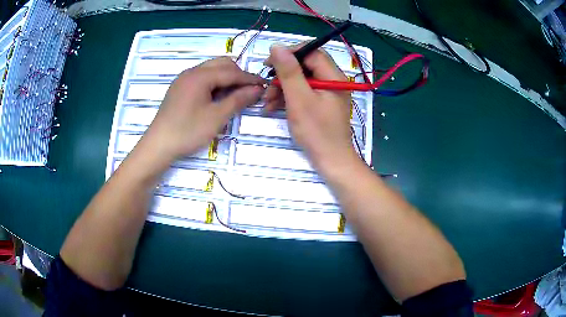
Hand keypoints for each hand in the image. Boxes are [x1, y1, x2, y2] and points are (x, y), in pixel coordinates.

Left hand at [143, 57, 264, 161]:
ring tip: (235, 94)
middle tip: (249, 91)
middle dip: (238, 75)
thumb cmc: (188, 131)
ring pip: (211, 70)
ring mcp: (183, 79)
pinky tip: (216, 97)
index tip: (265, 85)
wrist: (158, 145)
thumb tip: (257, 89)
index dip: (250, 78)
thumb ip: (238, 99)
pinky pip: (201, 78)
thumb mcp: (217, 117)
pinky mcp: (179, 88)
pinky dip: (214, 83)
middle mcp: (191, 72)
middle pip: (221, 65)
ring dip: (226, 78)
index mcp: (200, 76)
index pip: (231, 72)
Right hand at [264, 45, 357, 172]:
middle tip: (267, 86)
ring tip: (267, 102)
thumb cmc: (316, 131)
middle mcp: (332, 81)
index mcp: (333, 76)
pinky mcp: (321, 104)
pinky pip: (303, 93)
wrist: (331, 161)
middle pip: (305, 67)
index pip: (312, 52)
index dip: (290, 53)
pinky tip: (273, 107)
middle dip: (283, 75)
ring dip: (282, 88)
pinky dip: (288, 98)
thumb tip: (277, 47)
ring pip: (302, 80)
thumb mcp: (299, 99)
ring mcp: (327, 93)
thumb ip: (288, 71)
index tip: (269, 62)